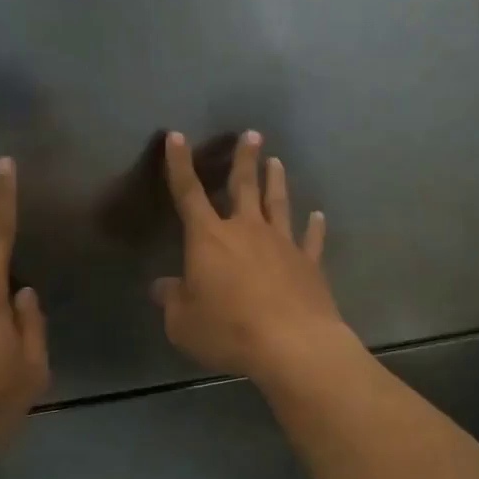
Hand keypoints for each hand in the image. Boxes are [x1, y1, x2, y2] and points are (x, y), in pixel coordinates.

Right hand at [152, 130, 348, 380]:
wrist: (292, 345)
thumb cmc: (229, 330)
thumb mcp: (183, 322)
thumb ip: (172, 300)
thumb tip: (160, 286)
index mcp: (209, 238)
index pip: (188, 193)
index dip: (179, 164)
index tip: (176, 136)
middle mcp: (247, 230)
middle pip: (244, 186)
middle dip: (244, 159)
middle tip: (252, 134)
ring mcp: (283, 244)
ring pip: (278, 203)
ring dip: (276, 181)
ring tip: (277, 161)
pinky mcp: (309, 264)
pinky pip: (311, 239)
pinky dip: (315, 226)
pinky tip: (318, 215)